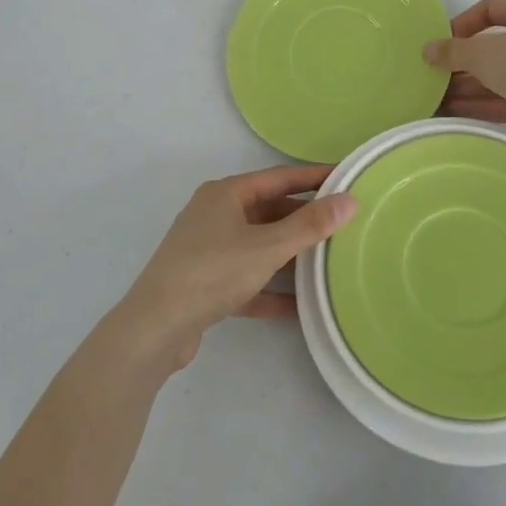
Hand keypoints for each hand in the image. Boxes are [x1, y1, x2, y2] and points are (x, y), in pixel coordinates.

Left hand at [117, 166, 356, 369]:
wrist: (155, 328)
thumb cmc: (212, 273)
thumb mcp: (268, 247)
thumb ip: (310, 225)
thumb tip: (349, 200)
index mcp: (225, 194)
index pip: (279, 178)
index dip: (313, 178)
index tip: (346, 178)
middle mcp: (214, 215)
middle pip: (269, 211)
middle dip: (303, 219)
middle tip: (343, 224)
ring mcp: (207, 250)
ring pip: (258, 246)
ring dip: (289, 255)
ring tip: (328, 261)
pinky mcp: (204, 284)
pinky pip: (246, 279)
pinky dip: (270, 288)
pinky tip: (299, 306)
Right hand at [424, 0, 505, 127]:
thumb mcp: (481, 54)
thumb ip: (452, 52)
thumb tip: (427, 50)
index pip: (492, 8)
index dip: (465, 22)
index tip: (444, 42)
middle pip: (495, 47)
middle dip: (464, 63)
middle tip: (437, 77)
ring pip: (502, 76)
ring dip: (471, 87)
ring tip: (439, 101)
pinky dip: (486, 104)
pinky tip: (458, 115)